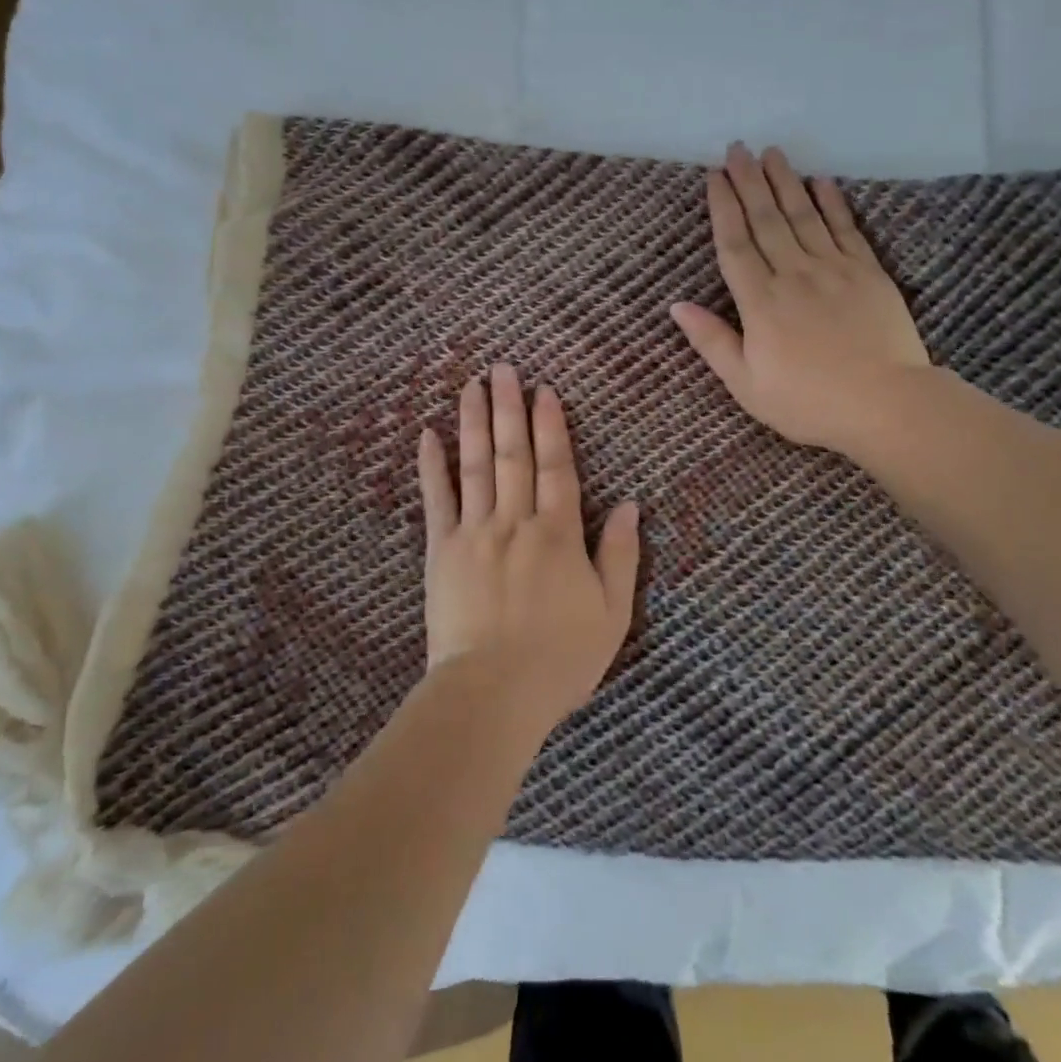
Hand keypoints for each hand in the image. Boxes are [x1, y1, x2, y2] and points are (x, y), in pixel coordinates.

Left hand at [416, 364, 641, 729]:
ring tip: (471, 386)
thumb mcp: (612, 613)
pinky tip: (427, 435)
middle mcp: (516, 522)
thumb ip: (621, 555)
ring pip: (476, 466)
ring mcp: (475, 533)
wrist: (493, 693)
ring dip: (474, 423)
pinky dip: (432, 466)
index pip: (556, 467)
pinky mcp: (441, 551)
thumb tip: (633, 505)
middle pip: (514, 454)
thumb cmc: (560, 659)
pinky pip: (436, 500)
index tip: (544, 391)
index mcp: (559, 534)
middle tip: (503, 368)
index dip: (551, 427)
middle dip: (510, 408)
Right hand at [670, 143, 930, 461]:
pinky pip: (846, 229)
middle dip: (750, 182)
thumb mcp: (746, 384)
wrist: (885, 404)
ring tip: (772, 153)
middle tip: (738, 148)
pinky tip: (822, 182)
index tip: (714, 177)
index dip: (723, 208)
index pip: (734, 245)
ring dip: (786, 182)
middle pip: (766, 220)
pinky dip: (833, 203)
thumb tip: (677, 306)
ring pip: (804, 216)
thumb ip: (712, 342)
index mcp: (760, 303)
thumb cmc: (808, 402)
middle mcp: (794, 275)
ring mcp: (834, 270)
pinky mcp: (868, 273)